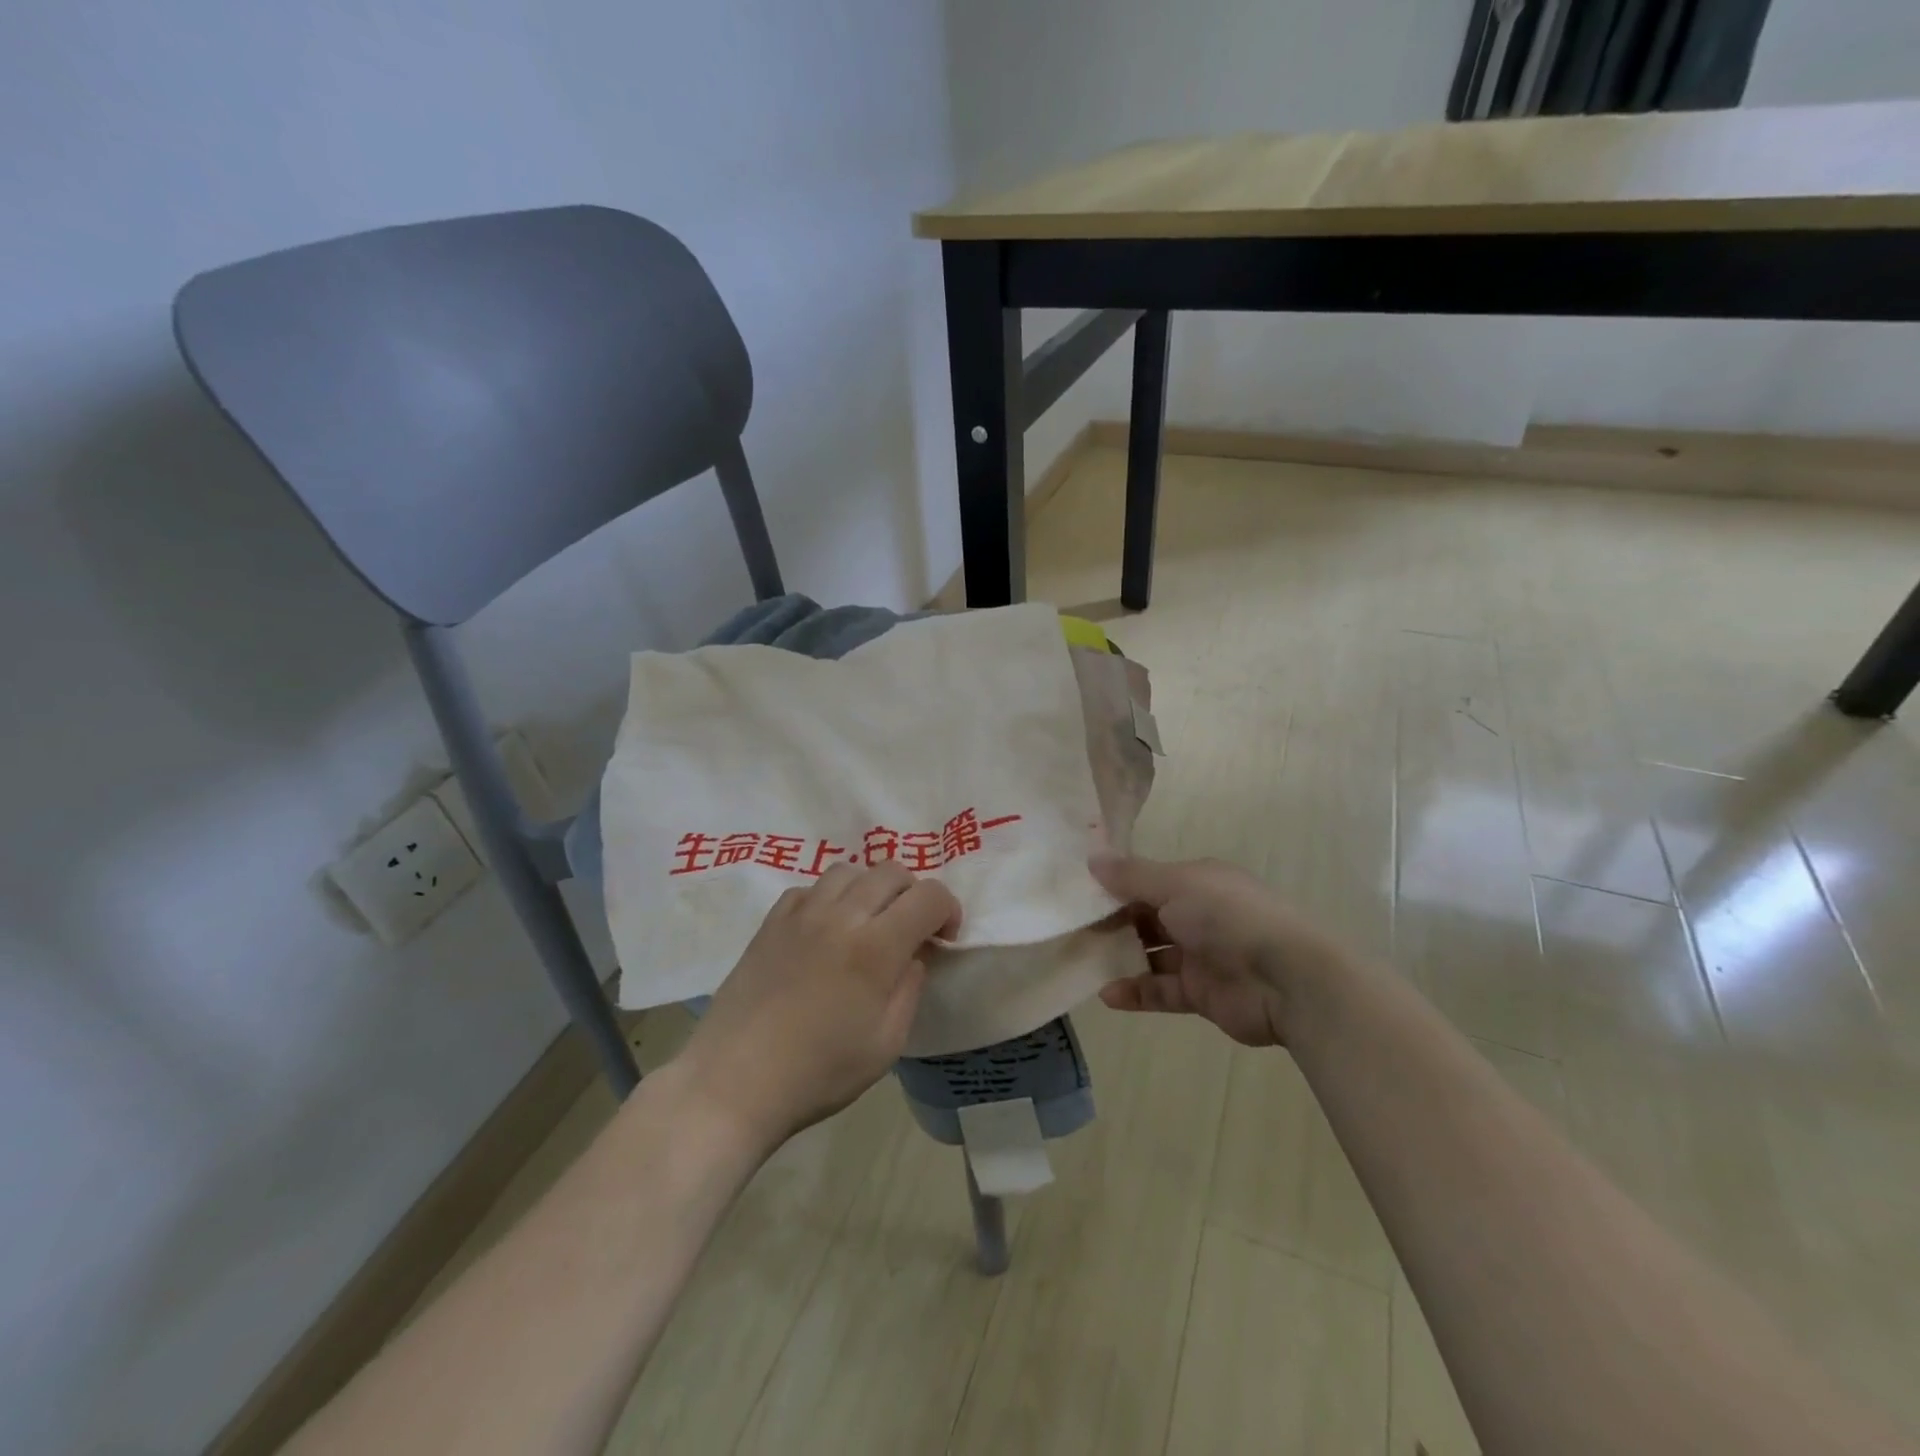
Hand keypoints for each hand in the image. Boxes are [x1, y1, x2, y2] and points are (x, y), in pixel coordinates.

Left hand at [676, 863, 961, 1148]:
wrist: (734, 1081)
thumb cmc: (818, 1072)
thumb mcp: (886, 1044)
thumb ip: (910, 988)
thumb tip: (915, 954)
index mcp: (876, 947)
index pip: (928, 896)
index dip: (948, 909)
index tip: (944, 938)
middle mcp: (841, 915)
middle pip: (891, 871)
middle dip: (913, 894)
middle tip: (910, 930)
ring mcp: (801, 913)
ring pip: (849, 870)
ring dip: (870, 889)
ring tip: (867, 923)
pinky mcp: (771, 921)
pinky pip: (810, 888)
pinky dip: (829, 898)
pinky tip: (825, 929)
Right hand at [1091, 853, 1348, 1046]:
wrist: (1287, 979)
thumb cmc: (1228, 917)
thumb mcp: (1175, 885)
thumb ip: (1131, 876)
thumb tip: (1092, 858)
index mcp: (1198, 882)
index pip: (1149, 881)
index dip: (1116, 886)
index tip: (1079, 894)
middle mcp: (1200, 915)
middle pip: (1148, 917)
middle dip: (1113, 923)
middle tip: (1074, 930)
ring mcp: (1201, 956)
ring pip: (1152, 954)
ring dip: (1121, 958)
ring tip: (1083, 961)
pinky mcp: (1202, 993)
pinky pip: (1162, 991)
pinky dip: (1137, 993)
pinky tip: (1107, 995)